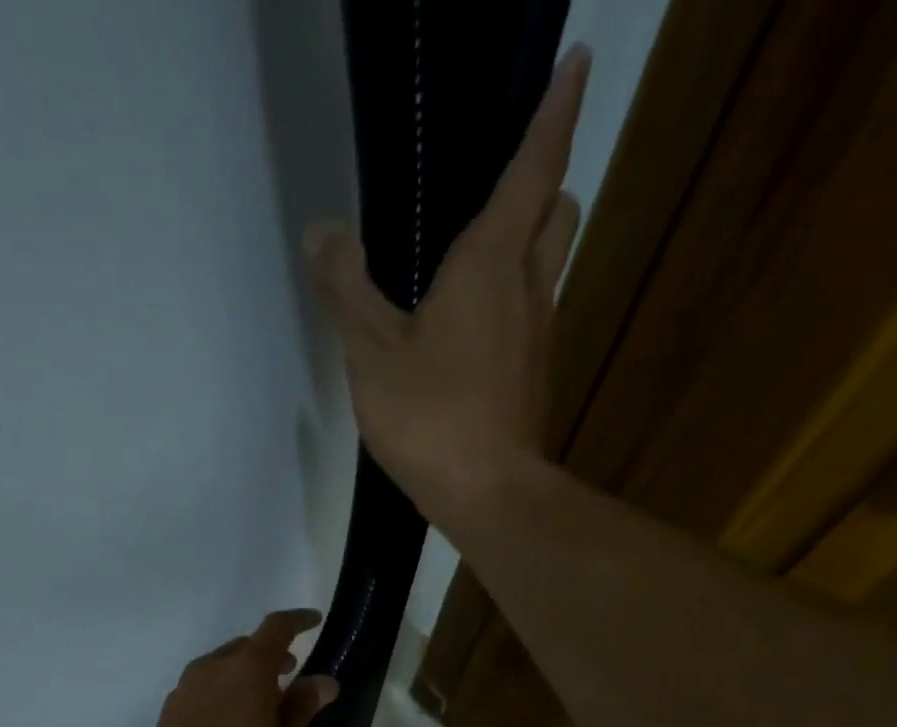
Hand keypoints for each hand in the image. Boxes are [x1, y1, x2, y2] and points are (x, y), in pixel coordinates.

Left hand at [137, 610, 339, 726]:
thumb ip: (302, 708)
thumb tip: (323, 680)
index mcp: (246, 669)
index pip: (276, 628)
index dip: (298, 621)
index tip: (314, 621)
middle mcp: (211, 668)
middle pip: (245, 647)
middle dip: (271, 655)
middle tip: (291, 675)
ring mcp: (184, 689)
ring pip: (220, 667)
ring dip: (244, 675)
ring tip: (262, 704)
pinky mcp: (168, 713)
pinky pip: (202, 688)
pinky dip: (223, 692)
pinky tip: (231, 724)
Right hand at [304, 44, 590, 530]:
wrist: (488, 493)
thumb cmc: (431, 417)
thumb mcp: (372, 354)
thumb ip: (346, 290)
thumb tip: (322, 231)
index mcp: (492, 262)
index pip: (534, 165)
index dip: (555, 110)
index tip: (574, 62)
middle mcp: (529, 287)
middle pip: (556, 210)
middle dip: (544, 180)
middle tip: (509, 178)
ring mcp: (539, 336)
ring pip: (549, 264)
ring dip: (531, 242)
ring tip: (484, 254)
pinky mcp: (534, 377)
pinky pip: (533, 315)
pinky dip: (514, 301)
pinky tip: (476, 329)